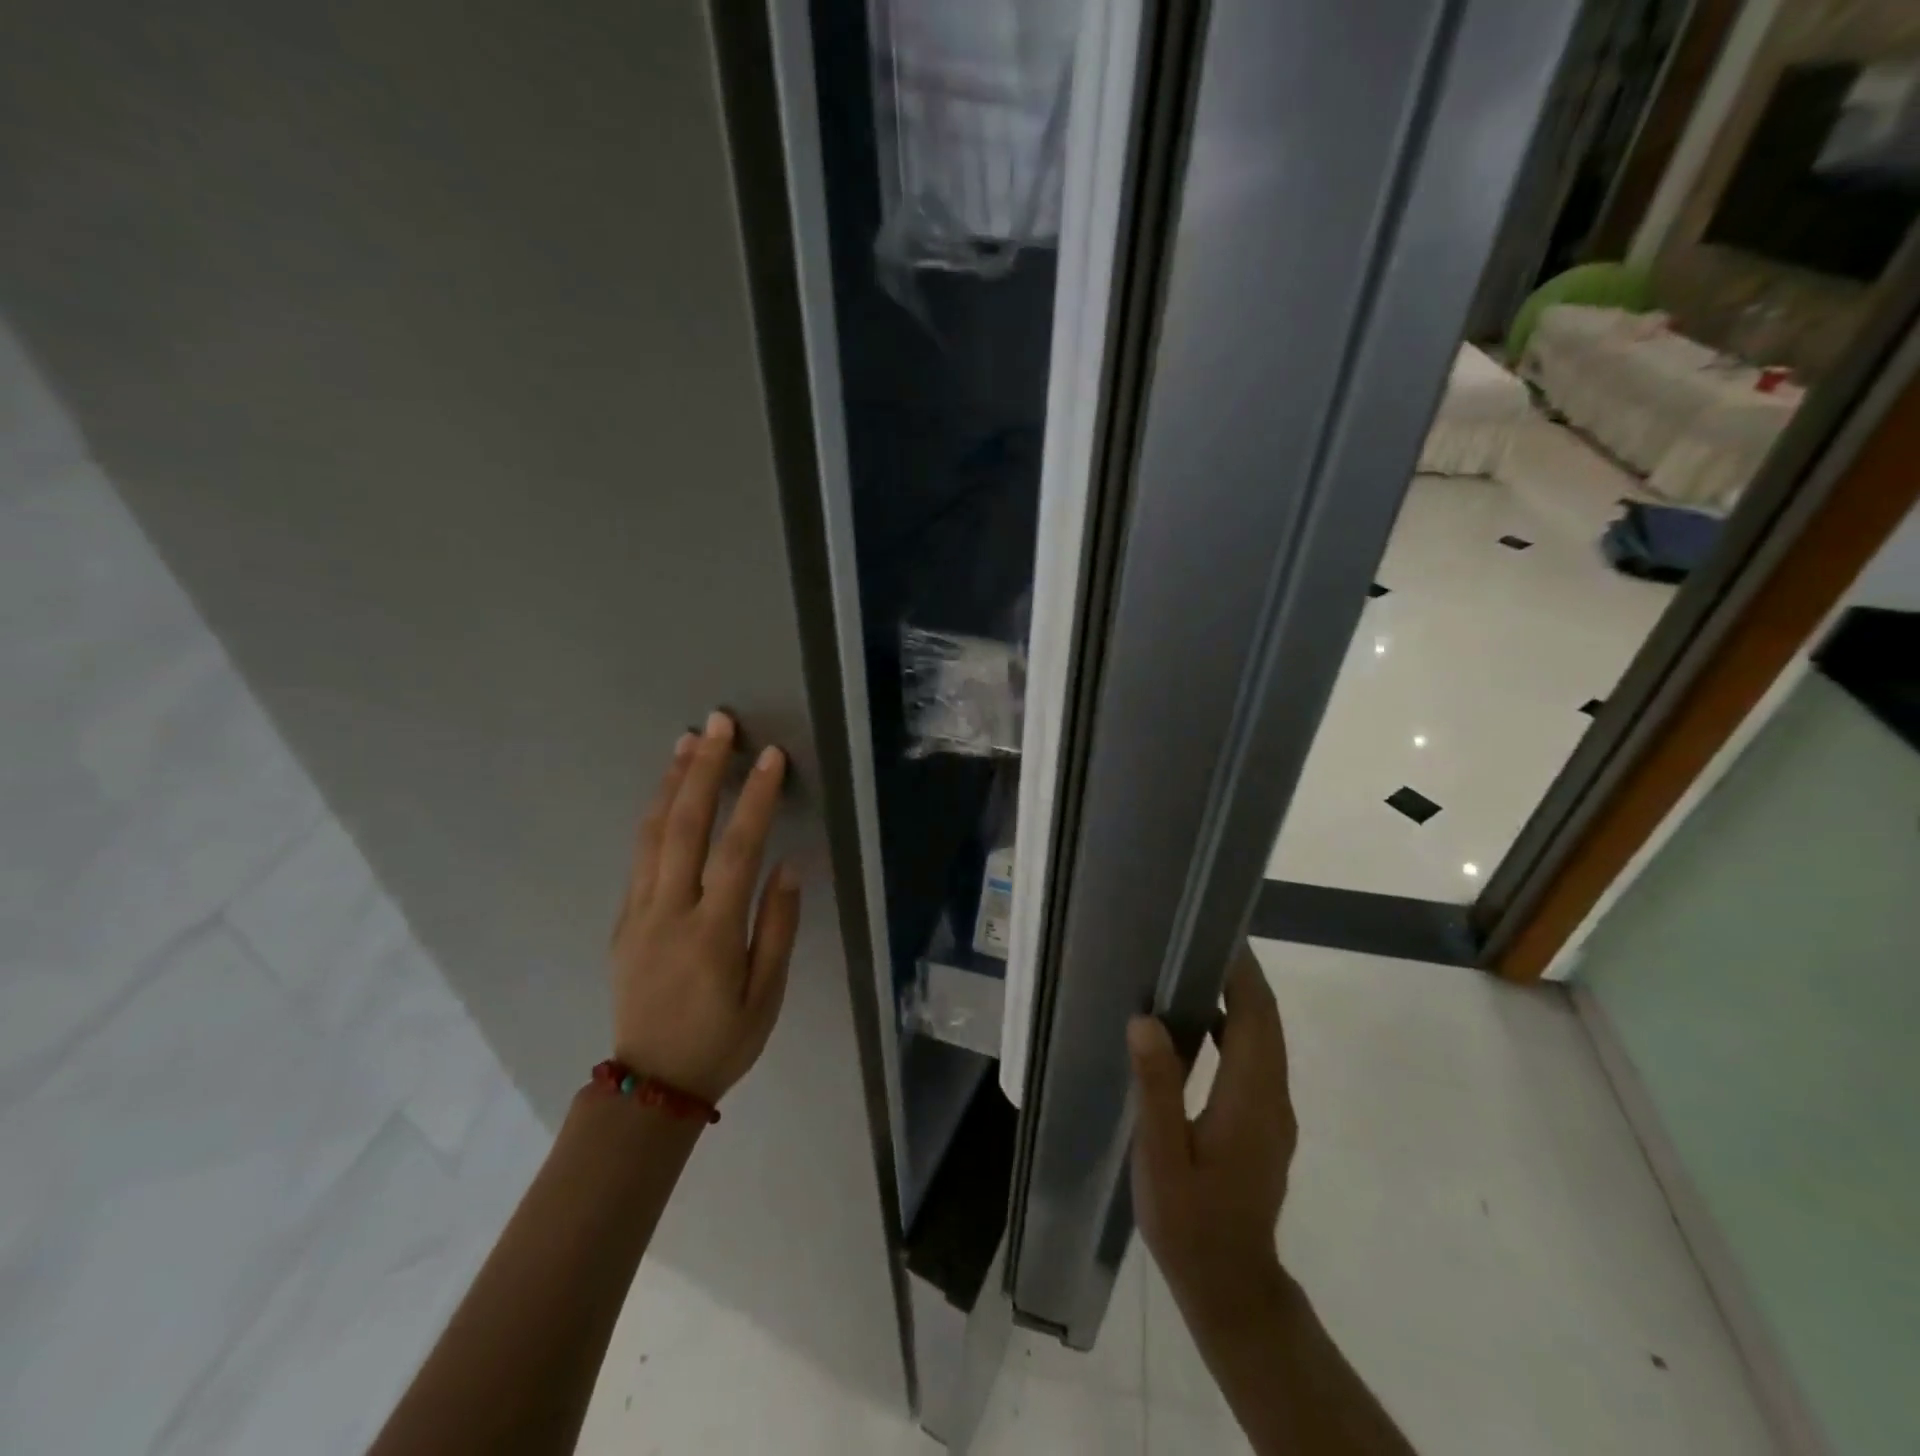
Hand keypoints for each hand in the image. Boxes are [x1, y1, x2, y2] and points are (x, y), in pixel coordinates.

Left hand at [609, 711, 800, 1104]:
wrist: (649, 1086)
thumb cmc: (721, 1041)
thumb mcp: (766, 997)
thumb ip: (778, 928)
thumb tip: (788, 867)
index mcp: (711, 933)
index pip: (737, 850)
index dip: (756, 799)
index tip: (770, 757)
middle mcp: (669, 912)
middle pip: (684, 826)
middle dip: (703, 769)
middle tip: (718, 723)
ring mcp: (639, 912)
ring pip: (652, 833)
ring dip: (672, 782)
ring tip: (688, 741)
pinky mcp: (624, 919)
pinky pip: (639, 854)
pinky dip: (655, 815)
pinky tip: (668, 793)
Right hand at [1128, 943, 1295, 1324]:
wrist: (1232, 1287)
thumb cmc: (1190, 1222)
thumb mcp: (1161, 1157)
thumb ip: (1156, 1087)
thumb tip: (1146, 1020)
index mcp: (1251, 1098)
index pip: (1257, 1016)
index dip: (1243, 972)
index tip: (1216, 933)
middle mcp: (1273, 1097)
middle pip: (1266, 1021)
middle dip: (1241, 976)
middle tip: (1198, 940)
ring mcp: (1273, 1112)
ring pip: (1265, 1039)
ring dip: (1239, 1001)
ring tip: (1193, 971)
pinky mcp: (1265, 1124)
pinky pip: (1256, 1059)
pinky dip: (1236, 1029)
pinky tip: (1198, 1027)